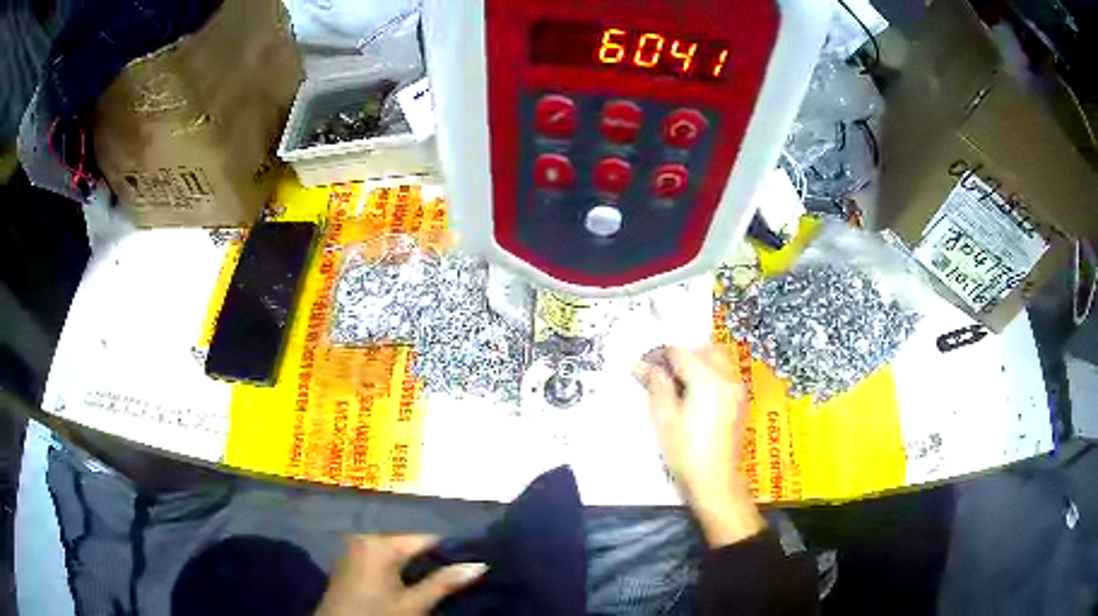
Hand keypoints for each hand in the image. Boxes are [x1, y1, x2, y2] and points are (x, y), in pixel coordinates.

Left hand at [315, 535, 487, 615]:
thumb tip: (480, 564)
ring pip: (396, 554)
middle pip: (410, 545)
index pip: (425, 539)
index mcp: (379, 544)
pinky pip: (382, 560)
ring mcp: (354, 551)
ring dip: (418, 568)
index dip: (451, 550)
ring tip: (443, 581)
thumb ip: (444, 583)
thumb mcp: (413, 605)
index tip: (475, 559)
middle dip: (434, 561)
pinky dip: (400, 571)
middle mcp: (364, 539)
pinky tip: (414, 585)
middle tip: (461, 574)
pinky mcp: (350, 565)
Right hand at [635, 346, 765, 547]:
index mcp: (709, 380)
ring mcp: (738, 389)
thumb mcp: (665, 420)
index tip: (642, 366)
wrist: (716, 483)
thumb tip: (642, 365)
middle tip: (660, 371)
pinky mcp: (740, 401)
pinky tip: (691, 394)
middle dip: (682, 354)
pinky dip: (708, 374)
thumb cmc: (686, 454)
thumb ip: (656, 386)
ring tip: (675, 383)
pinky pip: (724, 375)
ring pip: (717, 359)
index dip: (659, 355)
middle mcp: (728, 378)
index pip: (681, 352)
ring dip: (696, 362)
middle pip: (704, 348)